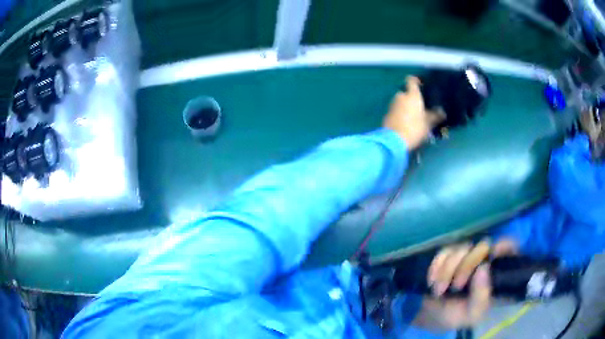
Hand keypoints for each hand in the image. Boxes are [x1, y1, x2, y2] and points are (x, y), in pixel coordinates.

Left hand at [383, 76, 443, 149]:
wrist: (393, 140)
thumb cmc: (414, 128)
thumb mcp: (428, 123)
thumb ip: (435, 116)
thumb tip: (442, 112)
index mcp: (412, 95)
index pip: (411, 80)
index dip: (416, 80)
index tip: (421, 84)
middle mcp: (400, 96)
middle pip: (406, 93)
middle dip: (412, 98)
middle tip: (420, 106)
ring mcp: (392, 105)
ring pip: (401, 102)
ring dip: (406, 106)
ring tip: (414, 116)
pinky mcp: (386, 114)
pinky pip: (396, 110)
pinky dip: (400, 113)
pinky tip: (406, 122)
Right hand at [412, 239, 519, 330]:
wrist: (432, 317)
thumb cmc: (457, 316)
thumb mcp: (472, 314)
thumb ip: (481, 297)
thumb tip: (483, 268)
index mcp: (496, 274)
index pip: (508, 248)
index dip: (503, 247)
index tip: (491, 257)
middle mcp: (484, 260)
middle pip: (482, 247)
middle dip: (466, 266)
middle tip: (456, 286)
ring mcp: (466, 256)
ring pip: (461, 248)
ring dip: (447, 270)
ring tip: (439, 290)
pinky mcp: (449, 256)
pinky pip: (444, 252)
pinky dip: (437, 266)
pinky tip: (432, 280)